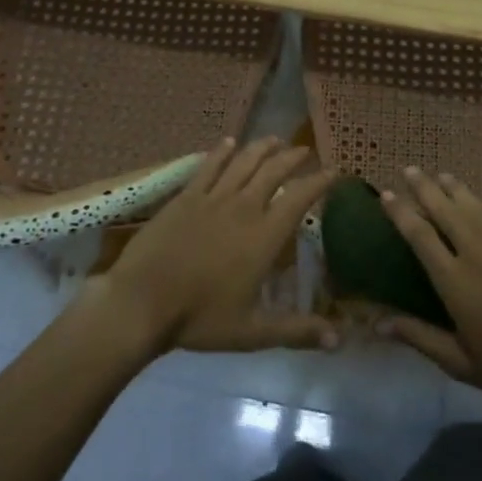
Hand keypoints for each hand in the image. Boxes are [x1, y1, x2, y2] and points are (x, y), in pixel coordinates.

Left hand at [91, 138, 338, 355]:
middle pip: (273, 171)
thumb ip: (297, 331)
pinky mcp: (185, 197)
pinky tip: (228, 142)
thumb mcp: (252, 332)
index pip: (300, 198)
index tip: (334, 171)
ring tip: (274, 139)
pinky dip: (221, 152)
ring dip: (261, 148)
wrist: (141, 302)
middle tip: (304, 151)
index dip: (319, 181)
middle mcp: (243, 208)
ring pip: (243, 162)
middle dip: (292, 158)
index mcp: (264, 236)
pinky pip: (208, 167)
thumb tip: (340, 341)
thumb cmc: (199, 318)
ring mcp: (212, 198)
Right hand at [377, 168, 481, 417]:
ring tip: (443, 175)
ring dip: (457, 188)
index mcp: (453, 281)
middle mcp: (476, 254)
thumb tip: (377, 322)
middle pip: (445, 211)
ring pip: (476, 208)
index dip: (400, 212)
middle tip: (410, 169)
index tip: (386, 194)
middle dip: (425, 188)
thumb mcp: (457, 361)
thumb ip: (418, 336)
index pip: (419, 236)